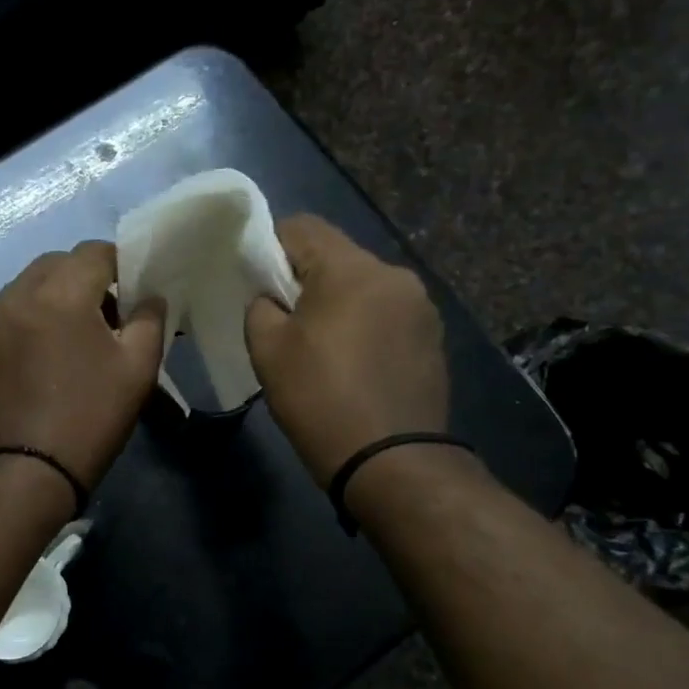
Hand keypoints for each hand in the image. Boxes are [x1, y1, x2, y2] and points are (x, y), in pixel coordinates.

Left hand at [0, 241, 164, 492]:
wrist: (24, 472)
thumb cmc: (89, 417)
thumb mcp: (138, 369)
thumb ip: (149, 321)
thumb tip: (149, 298)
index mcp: (60, 293)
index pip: (94, 252)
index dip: (121, 263)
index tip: (134, 290)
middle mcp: (17, 295)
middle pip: (57, 264)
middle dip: (85, 277)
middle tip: (107, 314)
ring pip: (28, 287)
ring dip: (55, 296)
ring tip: (75, 335)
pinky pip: (9, 313)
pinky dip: (31, 318)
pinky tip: (44, 355)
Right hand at [244, 215, 449, 485]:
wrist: (391, 461)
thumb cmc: (320, 399)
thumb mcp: (268, 350)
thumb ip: (261, 307)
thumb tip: (271, 298)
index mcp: (352, 269)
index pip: (302, 227)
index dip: (269, 245)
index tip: (255, 280)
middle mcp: (394, 275)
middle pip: (337, 257)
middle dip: (304, 278)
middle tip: (282, 317)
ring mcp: (421, 308)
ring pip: (364, 287)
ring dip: (337, 303)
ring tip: (319, 345)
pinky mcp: (433, 338)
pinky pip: (386, 315)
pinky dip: (364, 326)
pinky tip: (352, 363)